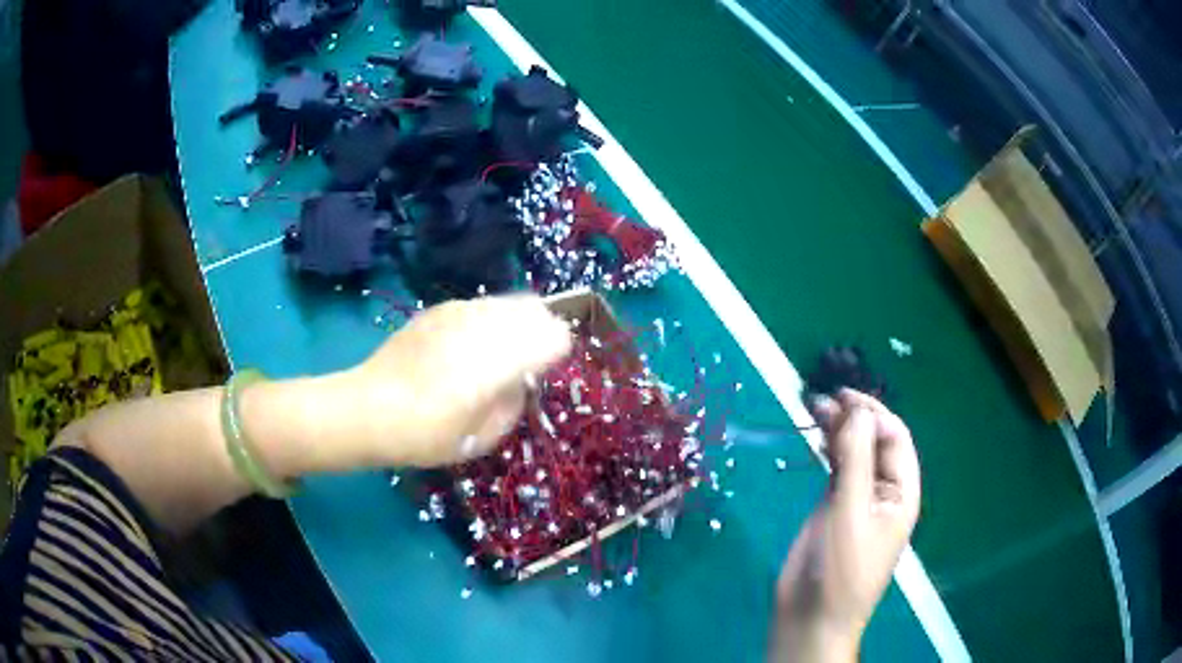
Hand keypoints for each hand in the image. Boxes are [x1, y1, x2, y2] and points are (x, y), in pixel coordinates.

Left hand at [321, 295, 571, 467]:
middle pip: (535, 310)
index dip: (559, 352)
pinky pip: (478, 305)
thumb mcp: (483, 437)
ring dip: (515, 322)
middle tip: (529, 359)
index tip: (546, 371)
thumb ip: (514, 403)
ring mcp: (459, 311)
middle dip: (541, 331)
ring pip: (507, 302)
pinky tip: (467, 346)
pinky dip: (487, 320)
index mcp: (502, 360)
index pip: (556, 335)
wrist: (369, 409)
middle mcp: (485, 325)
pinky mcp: (437, 308)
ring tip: (499, 351)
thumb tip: (521, 380)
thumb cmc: (428, 434)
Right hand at [769, 389, 920, 661]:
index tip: (843, 396)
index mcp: (901, 492)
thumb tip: (856, 411)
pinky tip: (817, 435)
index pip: (895, 438)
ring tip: (815, 406)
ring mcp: (858, 498)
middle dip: (855, 417)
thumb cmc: (840, 568)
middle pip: (874, 441)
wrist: (812, 615)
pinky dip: (828, 449)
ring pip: (854, 452)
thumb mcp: (850, 513)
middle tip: (824, 398)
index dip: (873, 413)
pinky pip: (837, 468)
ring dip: (839, 429)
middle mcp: (883, 490)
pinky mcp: (834, 507)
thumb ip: (854, 461)